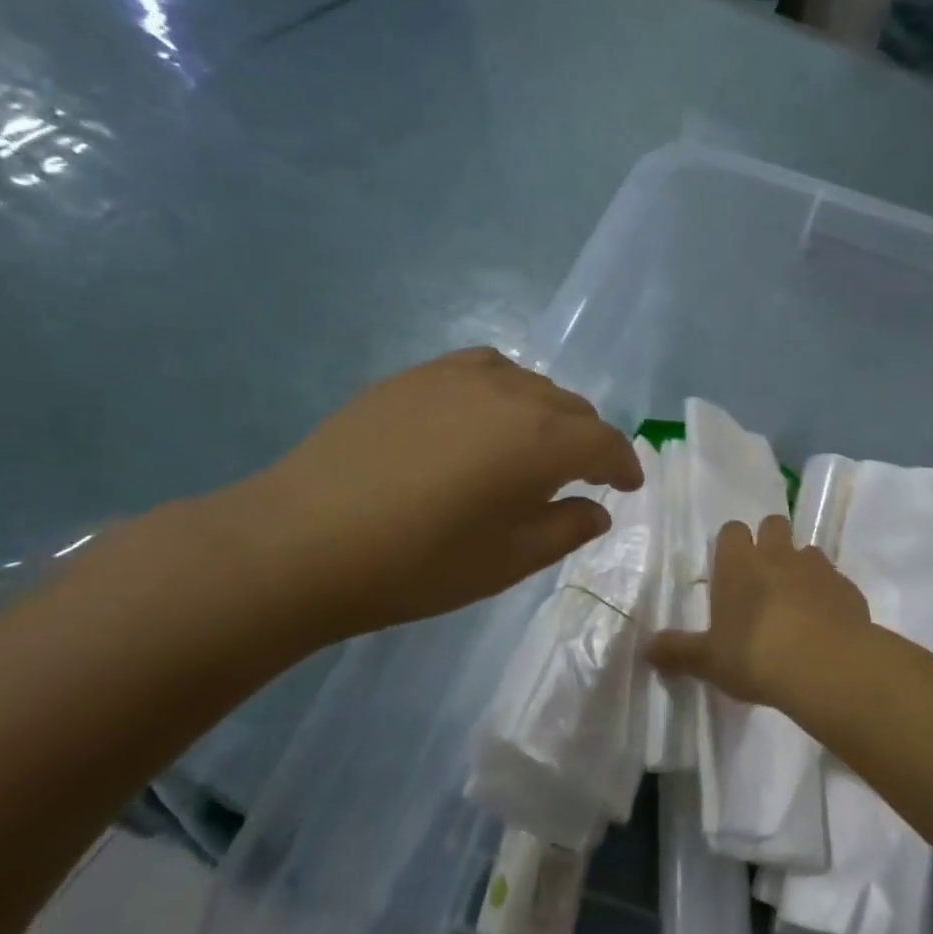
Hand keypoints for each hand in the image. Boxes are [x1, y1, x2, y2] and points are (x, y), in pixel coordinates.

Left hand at [217, 348, 642, 646]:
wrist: (303, 541)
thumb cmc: (418, 564)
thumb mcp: (508, 562)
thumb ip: (565, 528)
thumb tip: (596, 508)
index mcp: (543, 441)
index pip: (605, 443)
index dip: (625, 465)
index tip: (629, 486)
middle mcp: (514, 394)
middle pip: (574, 408)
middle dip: (588, 442)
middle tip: (581, 477)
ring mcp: (461, 376)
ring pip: (532, 385)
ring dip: (548, 415)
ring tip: (533, 447)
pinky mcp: (418, 374)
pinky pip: (485, 369)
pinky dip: (505, 391)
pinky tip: (486, 417)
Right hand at [645, 513, 869, 708]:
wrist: (827, 666)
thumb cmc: (756, 656)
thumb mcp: (709, 660)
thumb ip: (678, 651)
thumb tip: (645, 648)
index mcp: (738, 563)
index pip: (732, 530)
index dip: (731, 545)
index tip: (730, 569)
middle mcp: (777, 554)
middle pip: (773, 524)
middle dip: (769, 542)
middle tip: (763, 578)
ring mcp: (816, 567)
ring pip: (807, 550)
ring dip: (801, 567)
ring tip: (797, 602)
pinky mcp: (847, 586)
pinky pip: (835, 580)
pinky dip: (829, 594)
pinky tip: (826, 623)